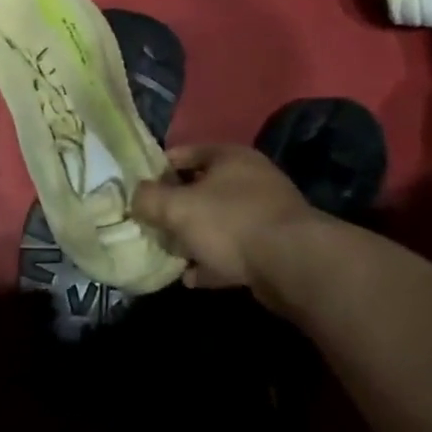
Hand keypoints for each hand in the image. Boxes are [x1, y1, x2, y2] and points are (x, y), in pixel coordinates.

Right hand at [130, 144, 323, 308]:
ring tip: (170, 254)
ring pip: (217, 221)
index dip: (156, 170)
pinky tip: (193, 278)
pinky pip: (234, 250)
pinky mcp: (274, 246)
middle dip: (175, 208)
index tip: (137, 191)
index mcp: (229, 156)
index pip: (183, 153)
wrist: (295, 265)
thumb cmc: (230, 223)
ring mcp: (266, 213)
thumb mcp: (176, 207)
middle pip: (200, 188)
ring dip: (193, 238)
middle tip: (152, 225)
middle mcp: (250, 178)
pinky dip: (213, 261)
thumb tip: (136, 197)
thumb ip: (148, 199)